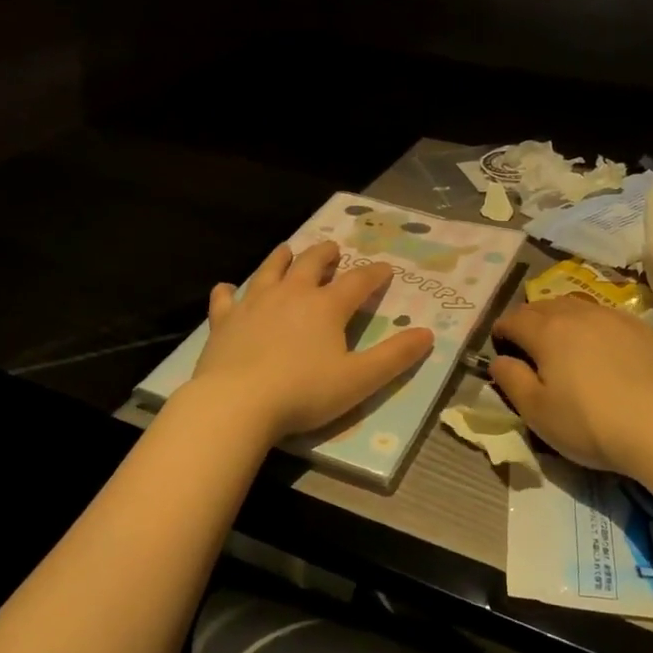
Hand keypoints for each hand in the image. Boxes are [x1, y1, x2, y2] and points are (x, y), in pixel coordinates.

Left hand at [190, 241, 434, 442]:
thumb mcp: (360, 379)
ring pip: (270, 270)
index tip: (385, 269)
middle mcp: (292, 294)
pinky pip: (226, 298)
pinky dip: (228, 291)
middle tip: (333, 249)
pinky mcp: (225, 320)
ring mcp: (254, 303)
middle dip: (326, 254)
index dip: (374, 274)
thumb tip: (427, 334)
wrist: (236, 403)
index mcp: (327, 306)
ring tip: (288, 250)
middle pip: (312, 263)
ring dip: (282, 258)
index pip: (358, 281)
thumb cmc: (304, 392)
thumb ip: (395, 356)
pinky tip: (227, 288)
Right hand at [490, 295, 652, 475]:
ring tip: (564, 341)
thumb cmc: (591, 422)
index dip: (502, 330)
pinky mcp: (645, 330)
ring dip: (563, 318)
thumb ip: (512, 381)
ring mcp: (615, 318)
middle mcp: (579, 314)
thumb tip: (498, 360)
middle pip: (545, 306)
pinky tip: (603, 349)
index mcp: (547, 331)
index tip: (500, 344)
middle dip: (530, 319)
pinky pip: (608, 317)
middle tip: (528, 342)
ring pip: (578, 306)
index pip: (514, 319)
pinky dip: (595, 326)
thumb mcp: (538, 412)